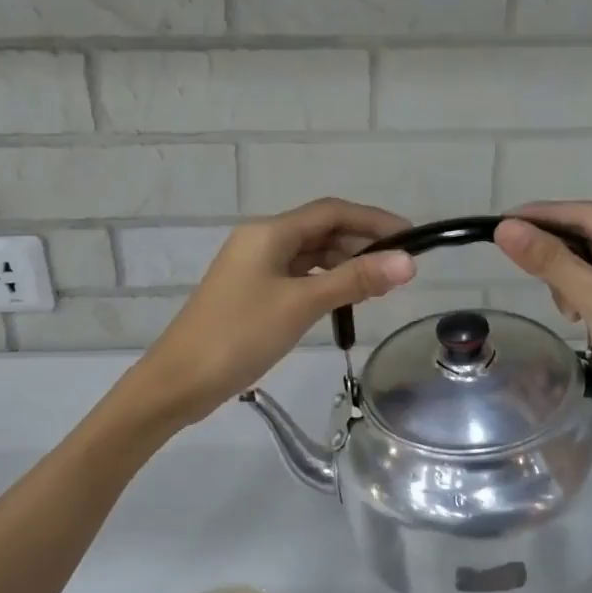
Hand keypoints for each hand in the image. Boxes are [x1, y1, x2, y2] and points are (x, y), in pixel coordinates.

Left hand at [122, 199, 415, 429]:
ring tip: (380, 285)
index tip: (411, 238)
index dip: (374, 220)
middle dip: (362, 243)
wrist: (180, 380)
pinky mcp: (252, 292)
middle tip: (400, 268)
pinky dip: (324, 282)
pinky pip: (297, 276)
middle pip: (321, 230)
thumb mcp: (301, 305)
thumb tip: (408, 261)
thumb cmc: (240, 336)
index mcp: (269, 233)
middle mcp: (261, 241)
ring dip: (344, 264)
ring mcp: (254, 268)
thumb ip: (355, 280)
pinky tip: (344, 300)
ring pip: (310, 255)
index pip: (332, 212)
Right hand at [495, 202, 591, 461]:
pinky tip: (574, 319)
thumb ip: (552, 262)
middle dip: (556, 250)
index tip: (502, 221)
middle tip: (518, 264)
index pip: (590, 216)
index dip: (545, 214)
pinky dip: (577, 300)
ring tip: (565, 308)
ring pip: (590, 268)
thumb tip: (505, 228)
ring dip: (566, 280)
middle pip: (590, 240)